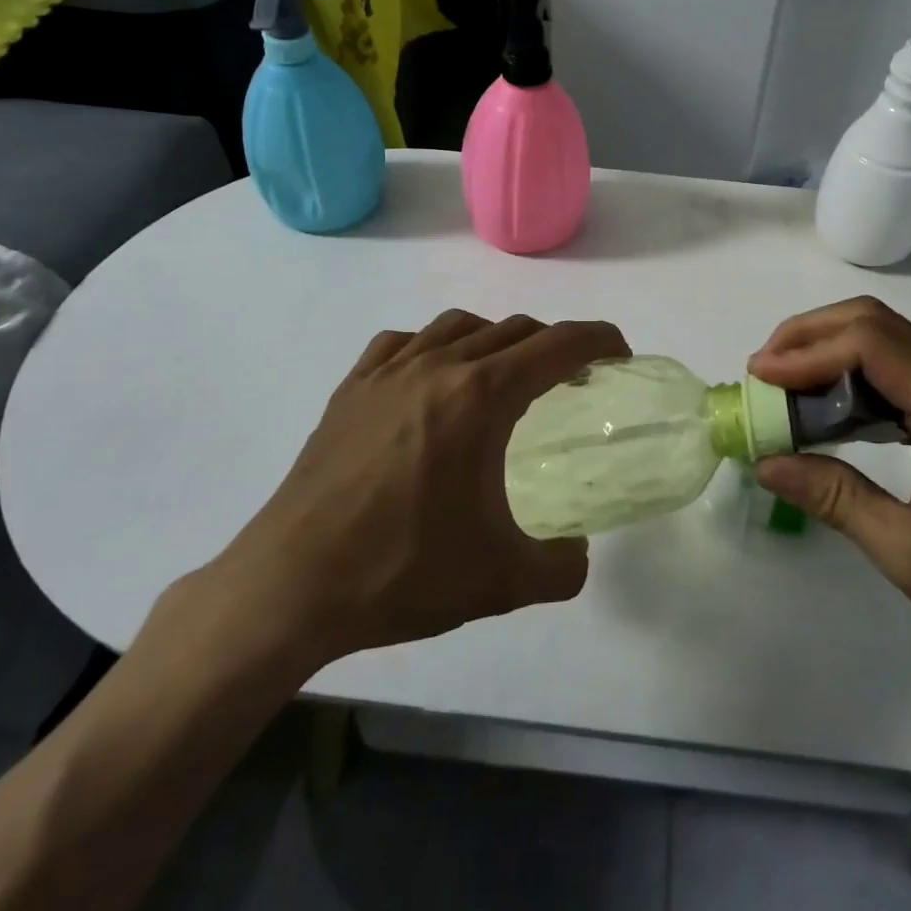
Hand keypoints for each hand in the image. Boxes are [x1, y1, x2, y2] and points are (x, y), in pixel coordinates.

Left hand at [201, 309, 628, 679]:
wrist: (290, 585)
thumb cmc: (401, 572)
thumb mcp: (501, 581)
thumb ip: (562, 566)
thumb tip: (577, 553)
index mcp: (481, 397)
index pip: (557, 345)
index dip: (598, 340)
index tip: (619, 353)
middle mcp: (438, 366)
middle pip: (514, 330)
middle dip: (554, 345)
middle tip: (572, 380)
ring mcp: (388, 371)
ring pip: (459, 325)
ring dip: (497, 339)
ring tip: (505, 376)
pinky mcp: (351, 388)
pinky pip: (403, 342)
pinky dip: (435, 346)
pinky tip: (432, 378)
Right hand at [748, 297, 910, 698]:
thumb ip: (837, 499)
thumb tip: (766, 462)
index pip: (874, 344)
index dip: (809, 350)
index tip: (759, 376)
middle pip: (879, 326)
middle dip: (812, 337)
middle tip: (762, 372)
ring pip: (889, 346)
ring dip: (830, 357)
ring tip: (782, 390)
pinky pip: (901, 379)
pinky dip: (854, 384)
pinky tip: (826, 416)